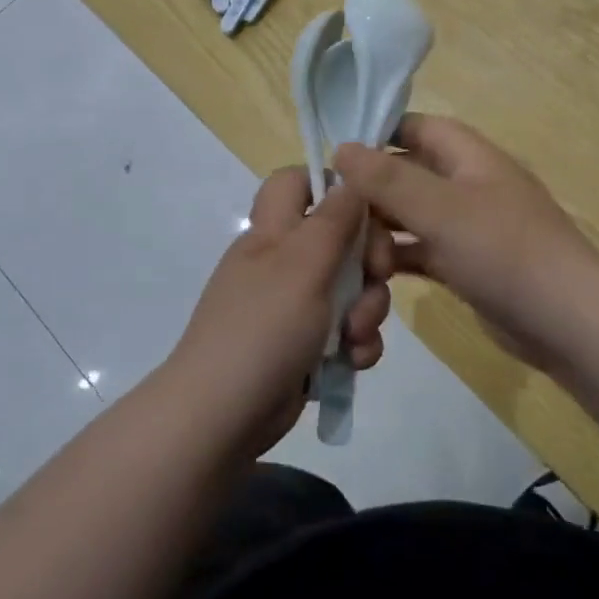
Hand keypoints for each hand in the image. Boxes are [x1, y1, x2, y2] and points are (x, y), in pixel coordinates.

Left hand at [165, 168, 392, 454]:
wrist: (223, 417)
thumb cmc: (263, 328)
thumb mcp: (303, 265)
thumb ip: (333, 220)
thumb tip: (351, 181)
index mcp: (273, 232)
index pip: (296, 182)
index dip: (331, 185)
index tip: (366, 209)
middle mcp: (283, 263)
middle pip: (340, 237)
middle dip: (367, 261)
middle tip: (376, 278)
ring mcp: (294, 306)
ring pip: (351, 288)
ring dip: (367, 310)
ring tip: (356, 337)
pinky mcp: (306, 345)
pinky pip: (345, 330)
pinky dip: (356, 343)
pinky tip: (355, 361)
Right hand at [333, 115, 598, 375]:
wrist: (567, 321)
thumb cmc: (504, 251)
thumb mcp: (441, 209)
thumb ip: (388, 179)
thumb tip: (341, 148)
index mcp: (469, 156)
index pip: (416, 127)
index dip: (377, 134)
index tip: (336, 154)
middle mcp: (468, 184)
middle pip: (409, 173)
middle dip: (372, 191)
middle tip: (332, 215)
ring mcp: (469, 227)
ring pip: (412, 215)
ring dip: (382, 228)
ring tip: (348, 251)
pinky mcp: (468, 264)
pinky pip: (423, 250)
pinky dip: (399, 257)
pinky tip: (370, 274)